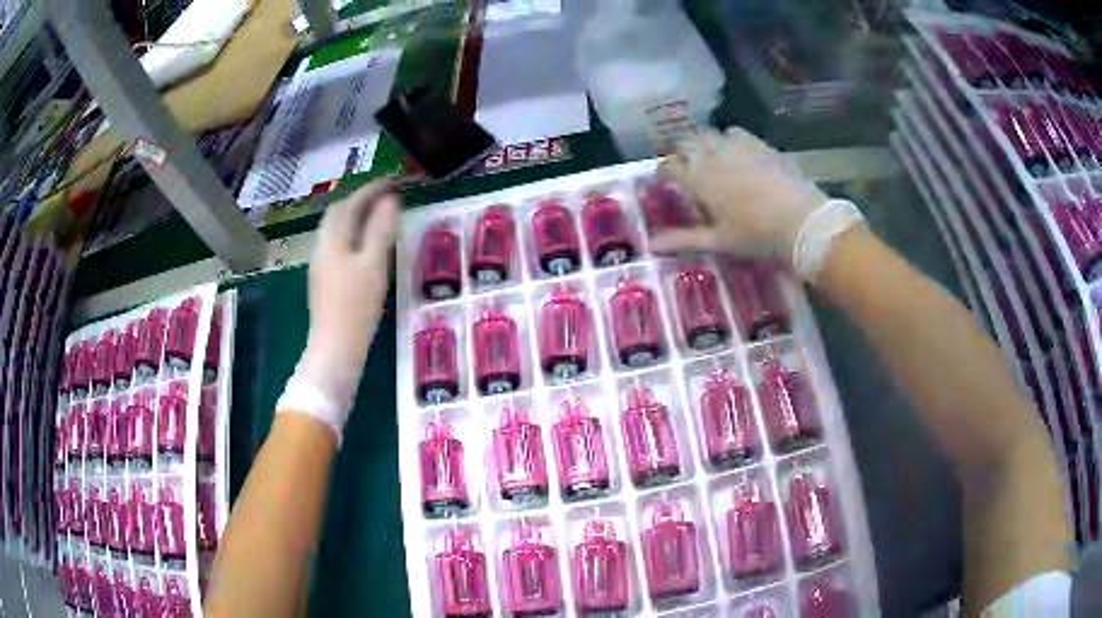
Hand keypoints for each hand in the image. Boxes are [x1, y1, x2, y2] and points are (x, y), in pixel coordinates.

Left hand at [296, 179, 398, 424]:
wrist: (335, 347)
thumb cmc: (355, 305)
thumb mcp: (374, 264)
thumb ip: (380, 230)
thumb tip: (390, 201)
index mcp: (333, 238)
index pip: (351, 203)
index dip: (372, 189)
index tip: (394, 180)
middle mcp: (322, 246)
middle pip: (338, 213)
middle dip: (361, 199)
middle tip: (386, 196)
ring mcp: (320, 264)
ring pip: (336, 230)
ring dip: (356, 217)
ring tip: (378, 216)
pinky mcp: (324, 280)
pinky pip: (338, 245)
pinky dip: (353, 235)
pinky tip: (365, 246)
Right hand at [650, 127, 828, 263]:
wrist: (802, 223)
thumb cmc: (757, 236)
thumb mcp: (718, 241)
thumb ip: (683, 239)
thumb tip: (650, 245)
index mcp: (699, 179)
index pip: (669, 166)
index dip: (663, 171)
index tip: (663, 179)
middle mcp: (712, 155)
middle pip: (685, 142)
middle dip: (680, 150)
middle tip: (684, 164)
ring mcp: (737, 146)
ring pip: (708, 133)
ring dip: (702, 142)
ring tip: (708, 155)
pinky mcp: (759, 144)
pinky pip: (735, 132)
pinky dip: (729, 138)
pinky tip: (737, 151)